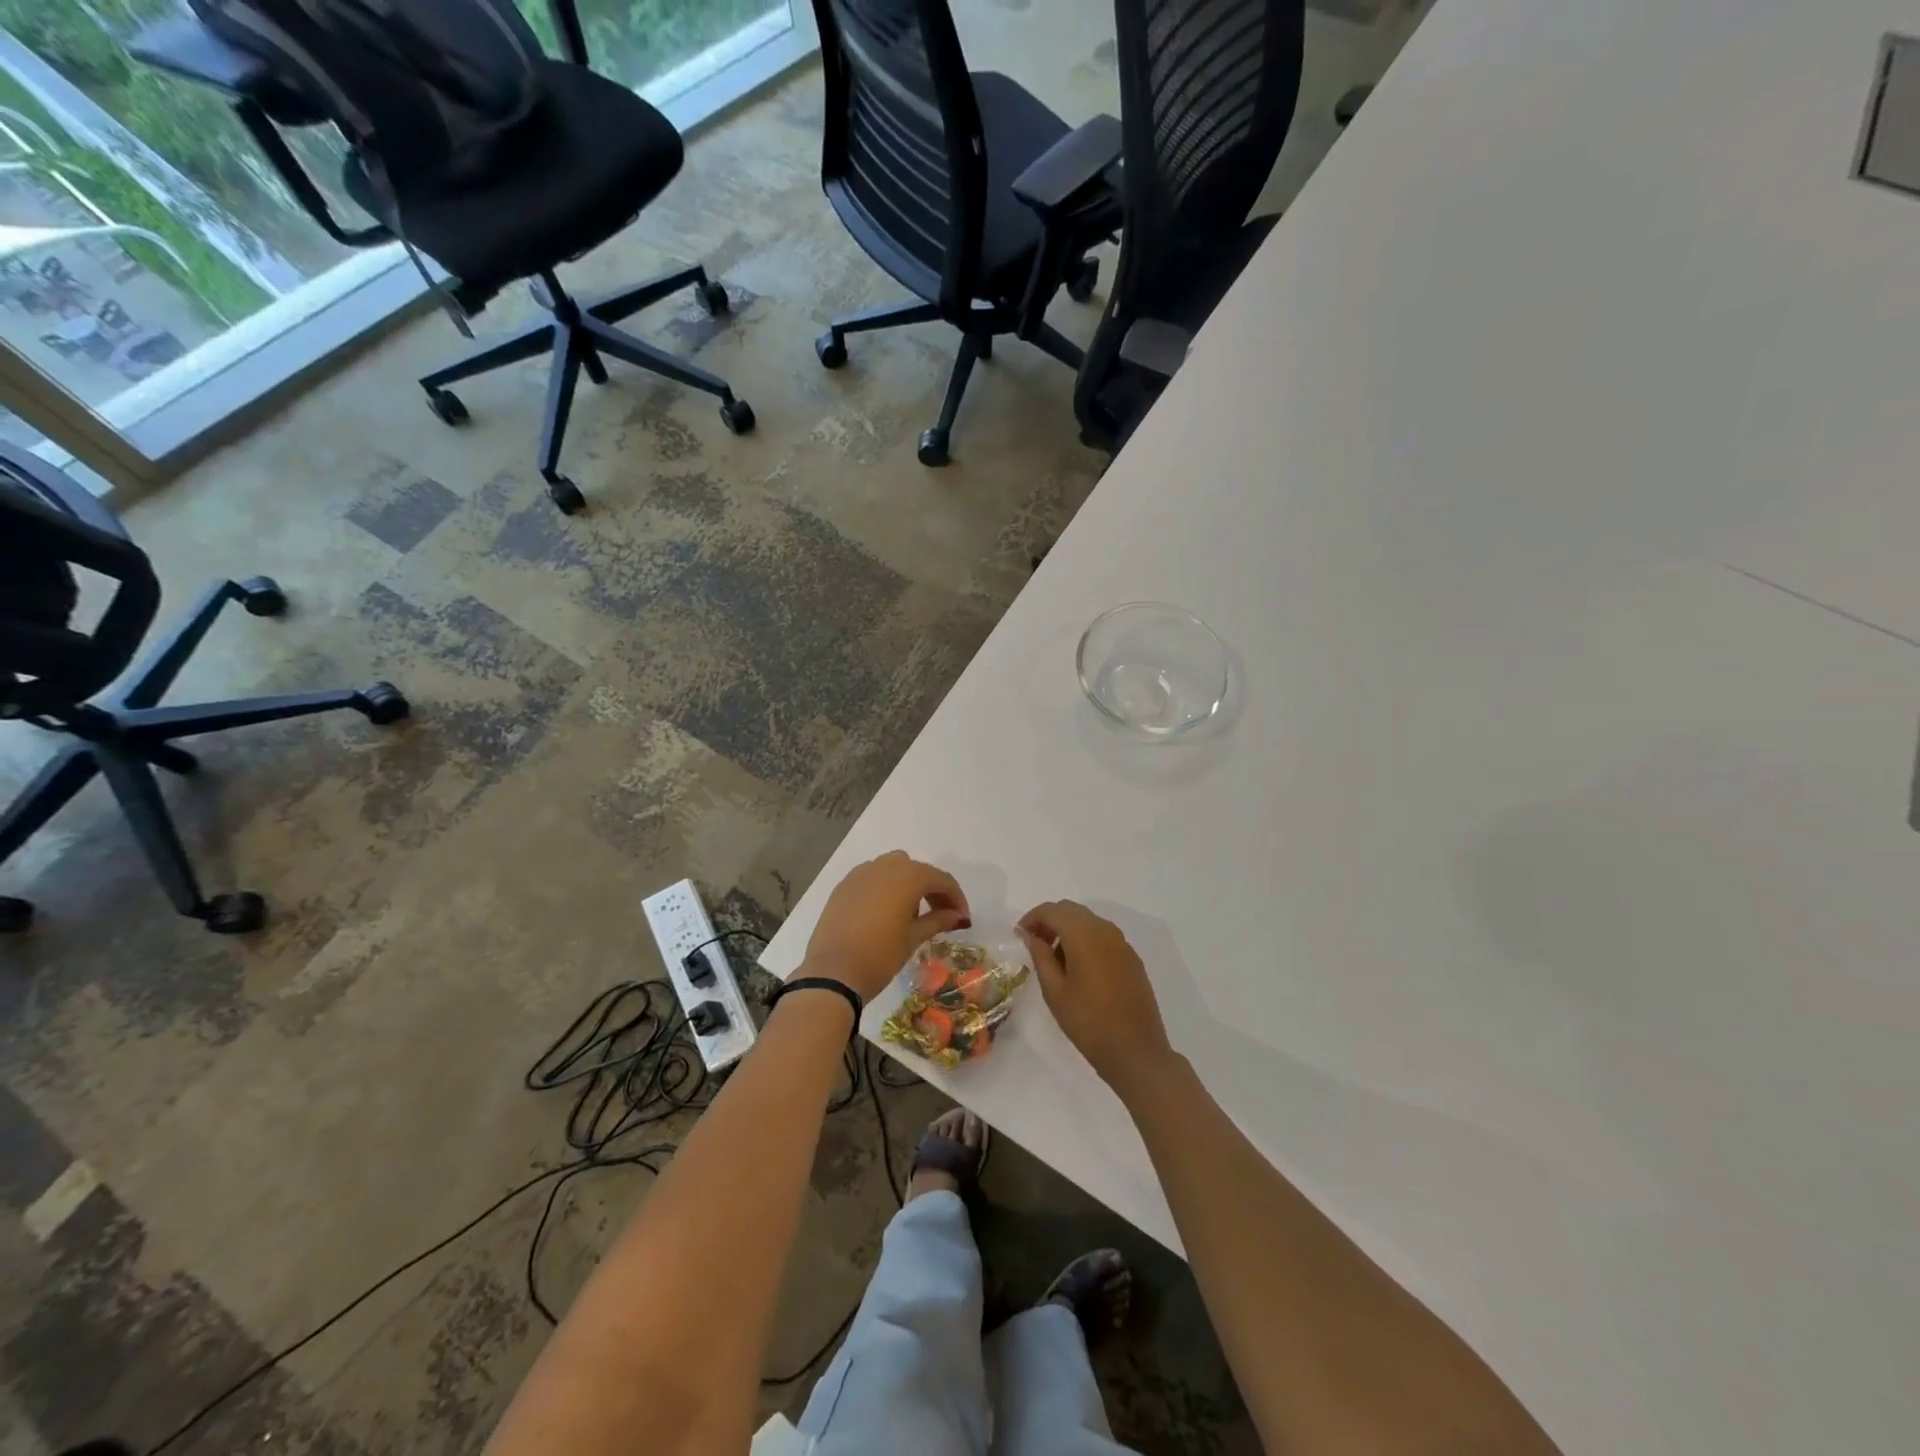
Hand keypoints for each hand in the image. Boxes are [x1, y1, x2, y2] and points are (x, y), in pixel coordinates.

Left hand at [803, 852, 970, 1002]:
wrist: (832, 974)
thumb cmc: (880, 956)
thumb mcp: (913, 938)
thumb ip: (937, 920)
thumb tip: (958, 916)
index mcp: (908, 876)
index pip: (941, 880)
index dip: (956, 898)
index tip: (963, 919)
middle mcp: (885, 866)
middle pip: (918, 871)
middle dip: (933, 890)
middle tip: (942, 915)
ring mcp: (861, 873)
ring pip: (893, 869)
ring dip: (908, 885)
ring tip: (911, 914)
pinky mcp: (844, 886)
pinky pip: (872, 878)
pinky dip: (885, 888)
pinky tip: (885, 913)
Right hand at [1019, 901, 1172, 1090]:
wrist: (1136, 1051)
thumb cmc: (1088, 1022)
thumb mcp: (1055, 991)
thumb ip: (1040, 956)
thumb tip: (1030, 935)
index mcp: (1084, 935)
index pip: (1052, 911)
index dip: (1032, 918)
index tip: (1019, 936)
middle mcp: (1105, 930)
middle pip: (1071, 910)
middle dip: (1050, 921)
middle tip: (1034, 944)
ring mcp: (1122, 943)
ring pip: (1088, 921)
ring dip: (1068, 930)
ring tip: (1054, 959)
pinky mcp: (1132, 958)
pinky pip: (1103, 936)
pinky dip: (1086, 940)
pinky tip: (1079, 967)